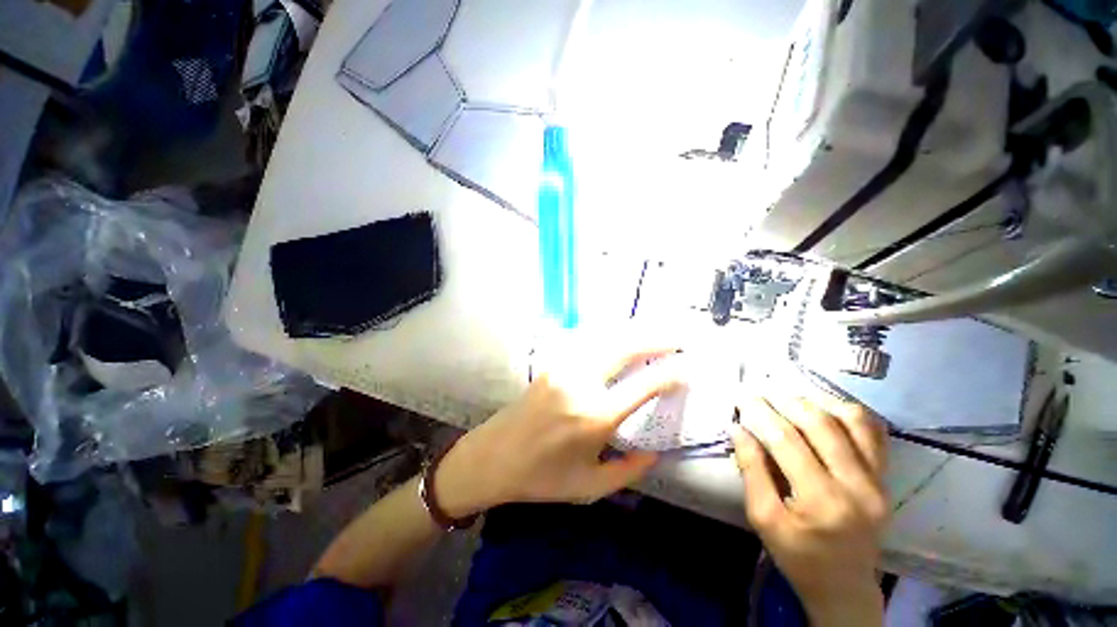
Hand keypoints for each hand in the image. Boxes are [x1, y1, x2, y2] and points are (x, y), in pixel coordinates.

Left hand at [435, 345, 683, 517]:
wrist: (494, 456)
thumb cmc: (542, 477)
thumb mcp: (590, 487)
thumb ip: (630, 470)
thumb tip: (657, 451)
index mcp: (595, 417)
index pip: (644, 385)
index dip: (670, 372)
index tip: (688, 366)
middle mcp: (582, 384)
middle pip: (625, 348)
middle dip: (656, 339)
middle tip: (678, 338)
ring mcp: (564, 368)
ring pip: (606, 338)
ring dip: (634, 333)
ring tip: (655, 333)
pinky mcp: (553, 363)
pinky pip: (587, 342)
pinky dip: (610, 335)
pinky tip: (621, 336)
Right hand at [731, 393, 888, 626]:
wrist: (844, 585)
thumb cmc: (797, 555)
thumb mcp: (762, 518)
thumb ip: (751, 470)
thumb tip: (739, 428)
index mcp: (821, 501)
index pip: (786, 440)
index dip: (760, 413)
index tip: (741, 396)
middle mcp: (857, 486)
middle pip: (819, 424)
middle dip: (784, 401)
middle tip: (761, 392)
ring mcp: (878, 481)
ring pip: (852, 421)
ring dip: (817, 401)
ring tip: (789, 397)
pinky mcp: (886, 479)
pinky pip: (874, 433)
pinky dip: (849, 412)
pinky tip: (825, 407)